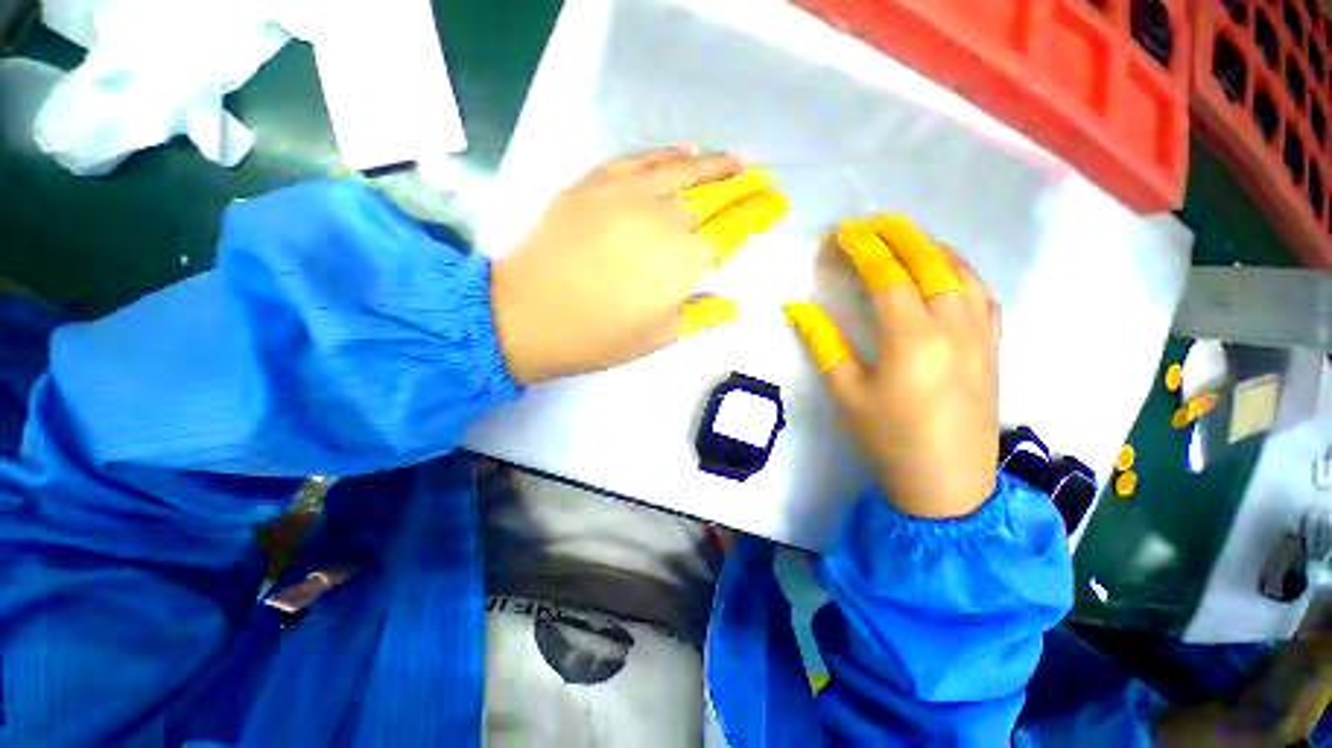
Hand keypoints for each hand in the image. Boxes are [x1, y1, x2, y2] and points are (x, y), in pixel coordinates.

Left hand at [491, 147, 788, 384]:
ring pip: (684, 167)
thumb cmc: (599, 336)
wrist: (528, 315)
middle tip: (761, 180)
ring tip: (736, 160)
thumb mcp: (660, 336)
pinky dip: (670, 153)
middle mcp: (666, 218)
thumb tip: (738, 307)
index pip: (735, 229)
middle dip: (745, 186)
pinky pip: (642, 158)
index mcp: (685, 261)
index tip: (776, 204)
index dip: (759, 214)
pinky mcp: (597, 182)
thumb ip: (703, 314)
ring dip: (715, 162)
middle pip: (716, 193)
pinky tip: (685, 151)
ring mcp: (629, 193)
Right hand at [785, 217, 999, 518]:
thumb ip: (823, 343)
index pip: (887, 277)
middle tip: (873, 221)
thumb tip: (797, 308)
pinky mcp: (992, 346)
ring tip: (907, 235)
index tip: (843, 233)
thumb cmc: (888, 438)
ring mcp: (979, 334)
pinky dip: (962, 271)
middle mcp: (951, 326)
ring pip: (961, 272)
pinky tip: (947, 270)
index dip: (863, 251)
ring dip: (932, 246)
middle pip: (929, 263)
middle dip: (899, 235)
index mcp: (911, 339)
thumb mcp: (846, 392)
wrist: (947, 482)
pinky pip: (982, 294)